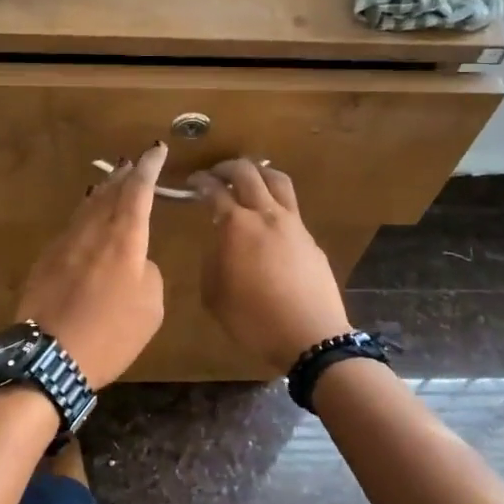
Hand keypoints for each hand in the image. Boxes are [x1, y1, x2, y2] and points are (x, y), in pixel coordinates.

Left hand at [16, 144, 168, 387]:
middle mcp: (93, 232)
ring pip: (88, 207)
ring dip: (104, 192)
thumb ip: (148, 273)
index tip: (156, 150)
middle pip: (110, 192)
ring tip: (114, 183)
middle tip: (135, 163)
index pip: (138, 191)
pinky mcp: (46, 259)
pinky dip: (85, 215)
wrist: (49, 357)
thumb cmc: (110, 335)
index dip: (149, 168)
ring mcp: (65, 243)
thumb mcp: (151, 308)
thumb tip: (135, 261)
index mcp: (124, 240)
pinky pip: (72, 227)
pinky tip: (87, 219)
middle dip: (126, 175)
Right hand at [188, 160, 351, 371]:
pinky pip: (291, 206)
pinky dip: (275, 200)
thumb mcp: (214, 295)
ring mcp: (293, 224)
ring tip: (248, 180)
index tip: (192, 182)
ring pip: (277, 180)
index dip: (200, 182)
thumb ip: (212, 261)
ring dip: (258, 174)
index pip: (214, 191)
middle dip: (227, 168)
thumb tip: (219, 243)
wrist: (309, 336)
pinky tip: (269, 218)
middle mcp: (265, 215)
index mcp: (236, 226)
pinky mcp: (310, 239)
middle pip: (247, 173)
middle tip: (215, 174)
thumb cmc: (253, 319)